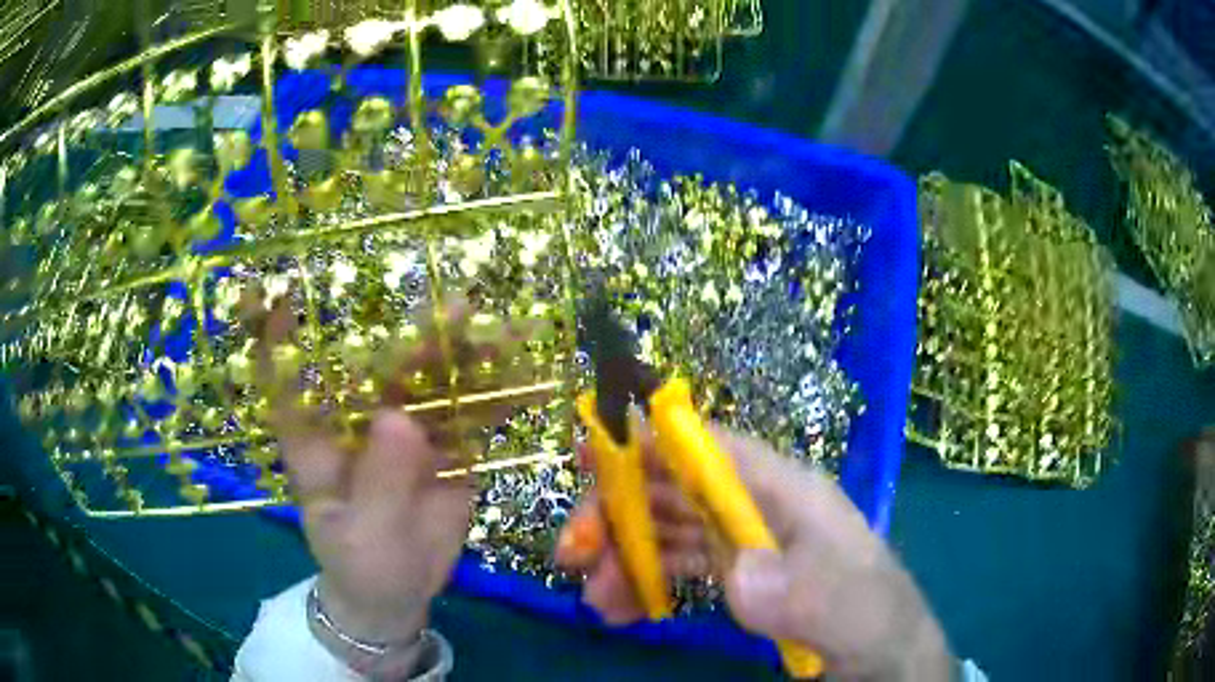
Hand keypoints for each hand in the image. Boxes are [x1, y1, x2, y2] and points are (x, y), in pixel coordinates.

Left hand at [249, 292, 538, 674]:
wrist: (400, 594)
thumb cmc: (361, 566)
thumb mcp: (364, 536)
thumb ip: (380, 483)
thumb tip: (398, 419)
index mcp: (318, 439)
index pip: (292, 381)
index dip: (283, 336)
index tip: (293, 293)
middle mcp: (359, 423)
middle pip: (378, 369)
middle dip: (412, 336)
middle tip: (455, 308)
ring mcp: (405, 434)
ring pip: (431, 386)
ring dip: (465, 357)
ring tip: (505, 330)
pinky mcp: (444, 451)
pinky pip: (470, 420)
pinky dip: (497, 400)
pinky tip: (530, 379)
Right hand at [556, 427, 952, 680]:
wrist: (885, 655)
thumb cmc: (874, 618)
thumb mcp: (848, 609)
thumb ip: (803, 592)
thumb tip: (738, 573)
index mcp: (788, 492)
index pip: (713, 451)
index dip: (652, 445)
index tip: (589, 458)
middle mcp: (760, 508)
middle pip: (676, 488)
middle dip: (619, 512)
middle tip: (573, 554)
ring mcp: (747, 542)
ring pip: (669, 528)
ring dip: (623, 553)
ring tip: (592, 595)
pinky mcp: (740, 575)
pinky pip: (679, 565)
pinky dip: (644, 581)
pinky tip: (620, 608)